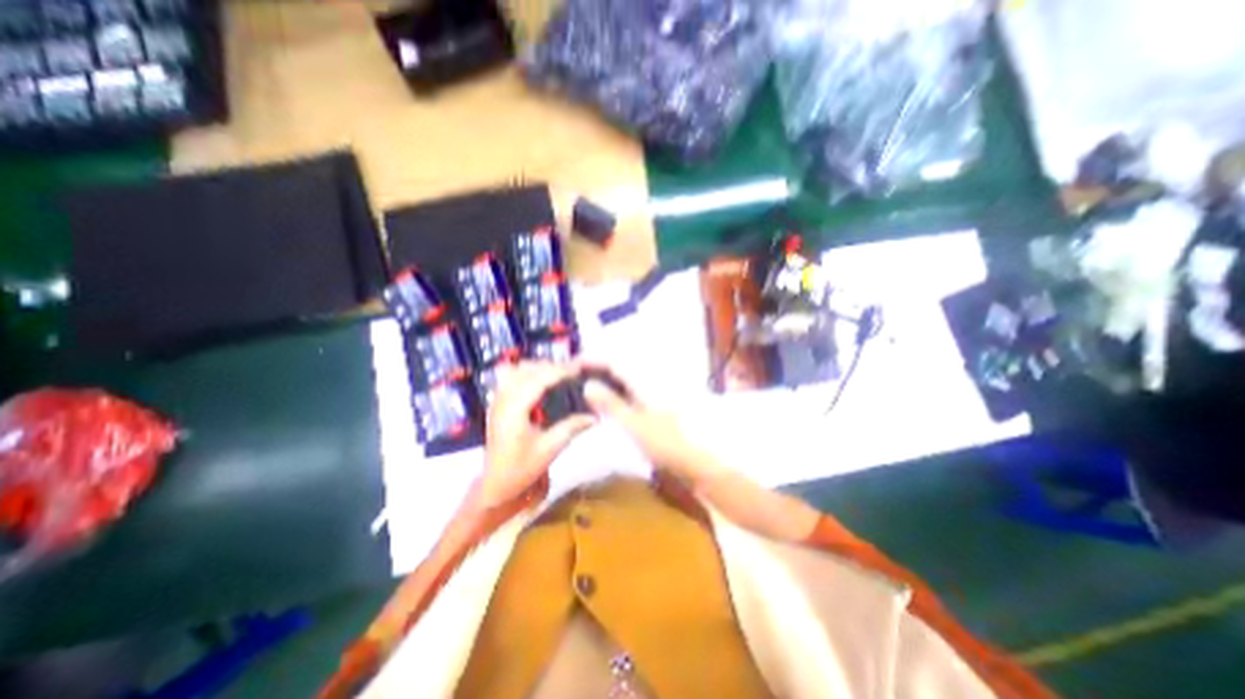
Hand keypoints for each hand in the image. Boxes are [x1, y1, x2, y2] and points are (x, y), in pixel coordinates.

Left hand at [476, 361, 593, 506]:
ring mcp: (497, 400)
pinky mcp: (497, 403)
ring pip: (516, 370)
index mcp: (514, 410)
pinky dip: (527, 373)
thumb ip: (572, 427)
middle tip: (573, 373)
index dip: (560, 371)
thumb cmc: (522, 468)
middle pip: (526, 369)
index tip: (580, 370)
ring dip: (537, 368)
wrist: (496, 484)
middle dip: (550, 367)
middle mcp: (502, 400)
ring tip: (558, 375)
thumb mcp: (550, 448)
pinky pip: (511, 377)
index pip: (538, 380)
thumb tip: (596, 415)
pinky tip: (541, 382)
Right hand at [584, 371, 708, 479]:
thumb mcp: (633, 424)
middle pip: (618, 365)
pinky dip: (616, 391)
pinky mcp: (656, 402)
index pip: (613, 360)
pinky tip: (607, 402)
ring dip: (605, 379)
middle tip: (575, 377)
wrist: (697, 459)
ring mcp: (654, 390)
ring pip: (624, 377)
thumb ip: (610, 403)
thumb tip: (587, 385)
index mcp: (643, 380)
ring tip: (586, 388)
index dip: (592, 359)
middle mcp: (649, 379)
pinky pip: (631, 389)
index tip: (572, 366)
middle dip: (596, 367)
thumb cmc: (665, 442)